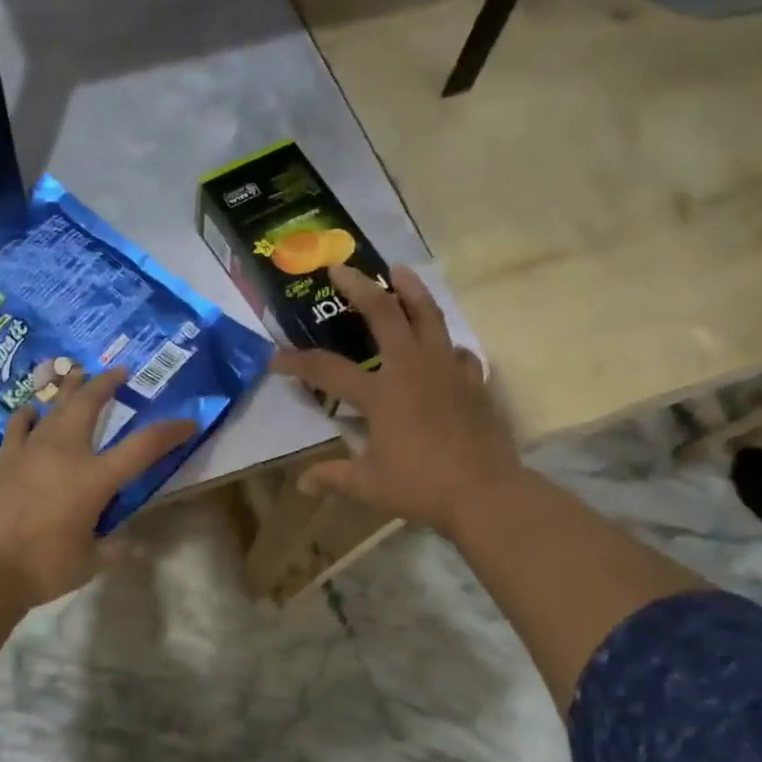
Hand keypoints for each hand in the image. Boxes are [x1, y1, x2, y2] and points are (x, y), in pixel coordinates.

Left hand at [0, 366, 197, 607]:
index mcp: (95, 478)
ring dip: (70, 388)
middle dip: (108, 384)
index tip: (188, 422)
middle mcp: (66, 453)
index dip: (170, 432)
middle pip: (90, 405)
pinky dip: (30, 415)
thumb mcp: (89, 563)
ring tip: (78, 372)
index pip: (143, 446)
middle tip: (120, 371)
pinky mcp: (3, 458)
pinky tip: (33, 411)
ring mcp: (31, 450)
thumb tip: (127, 544)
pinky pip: (19, 425)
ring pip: (55, 407)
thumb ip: (111, 548)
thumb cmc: (41, 567)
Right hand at [272, 264, 519, 536]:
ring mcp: (447, 371)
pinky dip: (446, 345)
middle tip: (341, 268)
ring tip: (400, 271)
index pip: (328, 371)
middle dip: (359, 288)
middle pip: (384, 315)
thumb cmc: (421, 487)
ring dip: (411, 291)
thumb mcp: (368, 485)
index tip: (276, 359)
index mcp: (381, 394)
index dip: (297, 362)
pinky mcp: (474, 382)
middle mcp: (412, 370)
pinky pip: (459, 352)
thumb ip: (333, 476)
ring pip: (429, 317)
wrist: (485, 493)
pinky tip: (444, 348)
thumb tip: (303, 484)